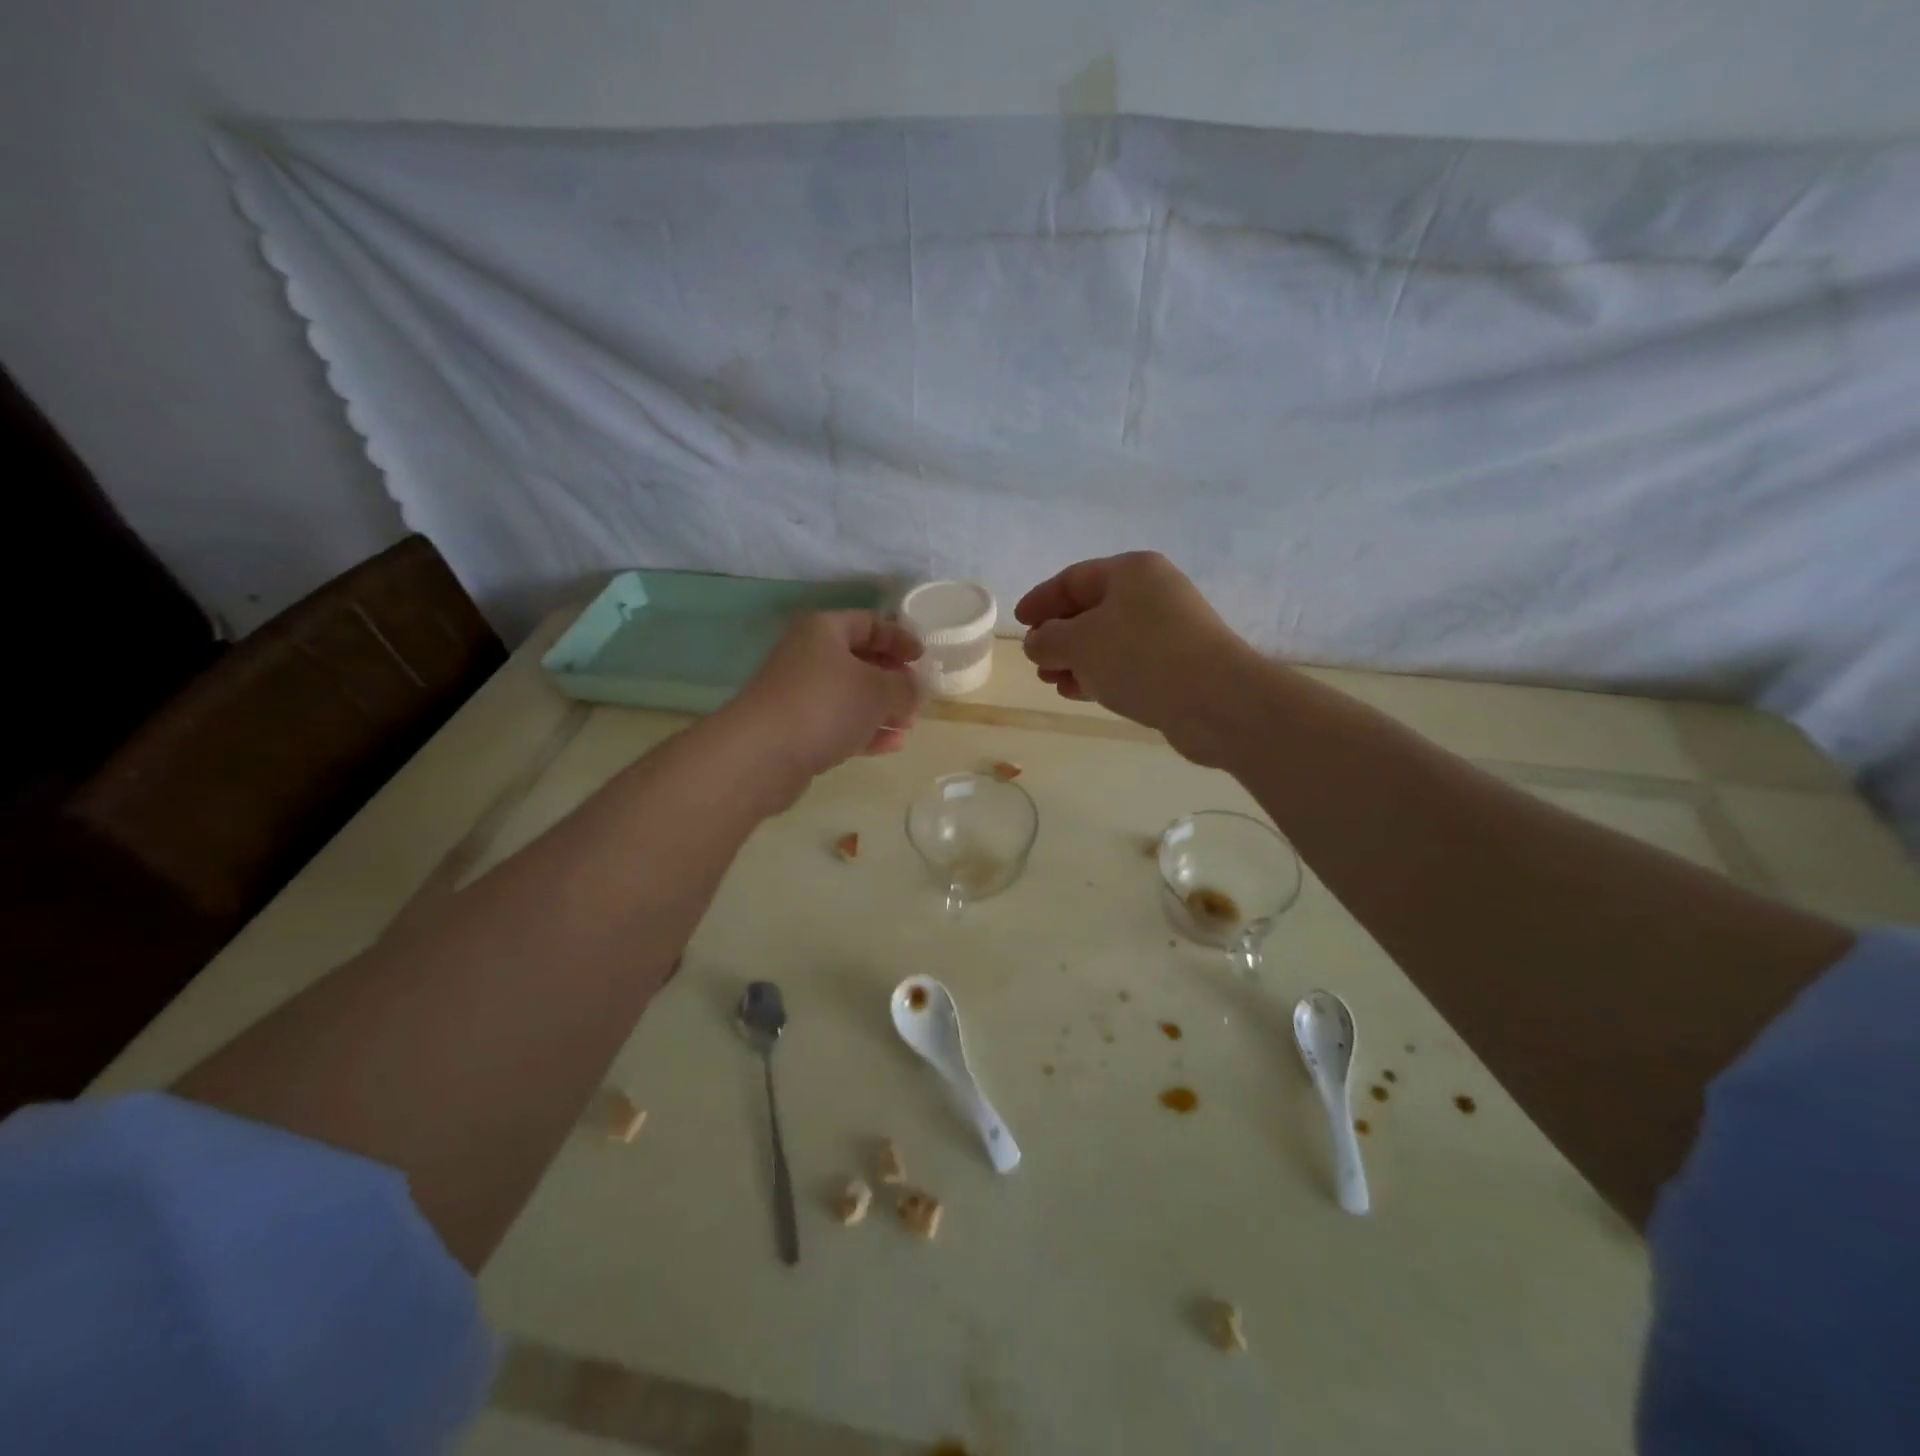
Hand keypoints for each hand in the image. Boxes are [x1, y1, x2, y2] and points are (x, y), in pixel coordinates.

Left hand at [726, 611, 922, 785]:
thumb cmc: (825, 705)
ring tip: (909, 725)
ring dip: (882, 709)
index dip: (899, 638)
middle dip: (892, 679)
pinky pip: (838, 723)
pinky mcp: (796, 729)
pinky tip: (891, 745)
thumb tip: (915, 688)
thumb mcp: (878, 690)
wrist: (762, 754)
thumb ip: (905, 686)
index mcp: (824, 630)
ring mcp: (799, 694)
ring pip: (850, 695)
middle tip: (917, 696)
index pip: (869, 623)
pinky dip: (864, 731)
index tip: (923, 659)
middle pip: (859, 660)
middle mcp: (808, 656)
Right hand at [1015, 552, 1253, 763]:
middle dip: (1059, 636)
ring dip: (1076, 660)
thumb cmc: (1141, 658)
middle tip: (1036, 660)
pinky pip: (1128, 662)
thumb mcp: (1079, 644)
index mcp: (1131, 571)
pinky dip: (1100, 674)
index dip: (1041, 600)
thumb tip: (1038, 642)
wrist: (1216, 701)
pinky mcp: (1178, 663)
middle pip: (1092, 609)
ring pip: (1108, 639)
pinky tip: (1079, 693)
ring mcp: (1169, 629)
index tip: (1018, 624)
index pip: (1073, 578)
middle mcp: (1153, 592)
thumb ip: (1048, 639)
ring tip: (1052, 682)